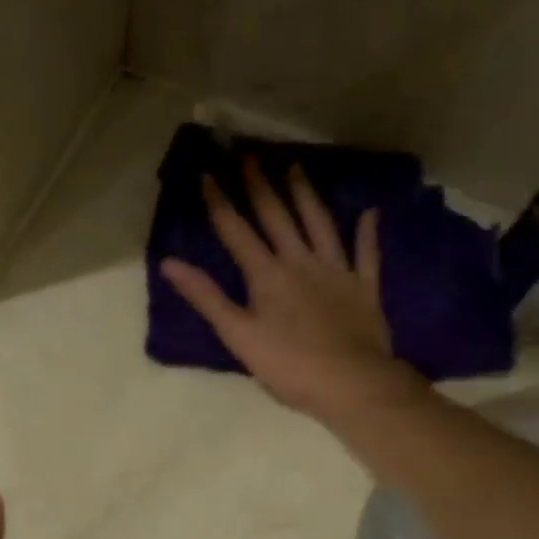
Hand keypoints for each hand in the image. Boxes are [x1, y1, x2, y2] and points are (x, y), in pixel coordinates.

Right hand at [159, 158, 426, 425]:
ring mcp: (336, 271)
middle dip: (260, 186)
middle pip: (277, 218)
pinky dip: (366, 233)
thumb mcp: (238, 335)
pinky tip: (368, 213)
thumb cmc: (288, 365)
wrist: (350, 383)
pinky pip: (366, 254)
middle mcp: (300, 262)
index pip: (237, 231)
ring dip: (306, 196)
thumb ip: (206, 297)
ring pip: (319, 225)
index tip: (208, 173)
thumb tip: (170, 263)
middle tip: (250, 155)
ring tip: (296, 168)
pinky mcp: (364, 287)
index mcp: (267, 275)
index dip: (220, 202)